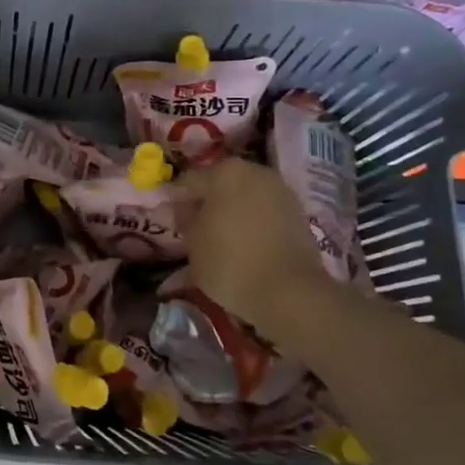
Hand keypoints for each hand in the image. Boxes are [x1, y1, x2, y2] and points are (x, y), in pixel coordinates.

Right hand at [175, 158, 344, 337]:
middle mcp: (255, 172)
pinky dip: (250, 225)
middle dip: (205, 204)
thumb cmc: (230, 261)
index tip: (166, 219)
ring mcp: (281, 192)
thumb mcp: (192, 242)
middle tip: (191, 229)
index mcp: (225, 171)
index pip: (188, 182)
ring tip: (217, 240)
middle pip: (220, 185)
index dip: (174, 201)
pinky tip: (242, 246)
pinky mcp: (298, 215)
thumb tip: (180, 209)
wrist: (290, 292)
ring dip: (229, 214)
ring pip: (244, 199)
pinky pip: (263, 215)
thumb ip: (184, 219)